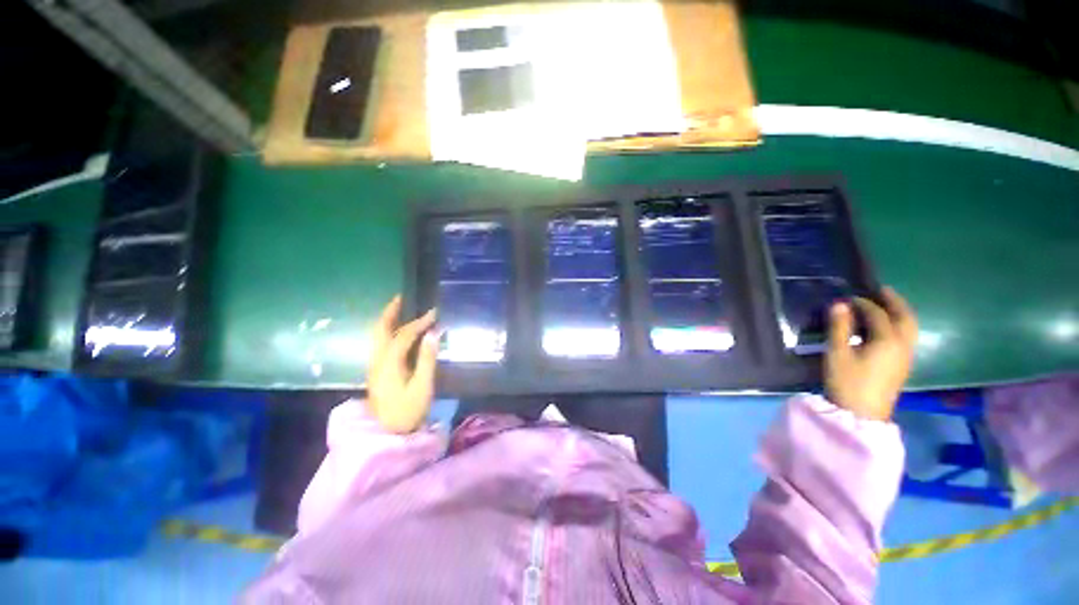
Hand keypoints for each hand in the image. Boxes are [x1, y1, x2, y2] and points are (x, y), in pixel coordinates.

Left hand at [367, 296, 438, 433]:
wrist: (387, 434)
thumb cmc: (408, 411)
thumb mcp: (422, 386)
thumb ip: (427, 359)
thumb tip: (433, 333)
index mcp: (388, 363)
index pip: (404, 335)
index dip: (419, 322)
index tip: (435, 313)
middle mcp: (377, 361)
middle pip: (380, 330)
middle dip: (390, 312)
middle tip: (402, 297)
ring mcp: (375, 366)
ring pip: (378, 336)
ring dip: (389, 320)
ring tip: (401, 308)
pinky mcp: (378, 371)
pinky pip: (382, 343)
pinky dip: (390, 331)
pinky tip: (401, 331)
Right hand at [825, 287, 917, 421]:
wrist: (861, 413)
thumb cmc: (847, 381)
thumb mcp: (837, 353)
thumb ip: (839, 327)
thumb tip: (839, 304)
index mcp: (887, 340)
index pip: (877, 314)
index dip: (862, 303)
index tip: (847, 298)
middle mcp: (903, 345)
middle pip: (905, 317)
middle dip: (894, 301)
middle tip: (882, 290)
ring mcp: (906, 356)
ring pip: (910, 327)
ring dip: (901, 312)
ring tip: (888, 304)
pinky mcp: (903, 364)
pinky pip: (907, 336)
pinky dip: (901, 324)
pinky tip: (889, 326)